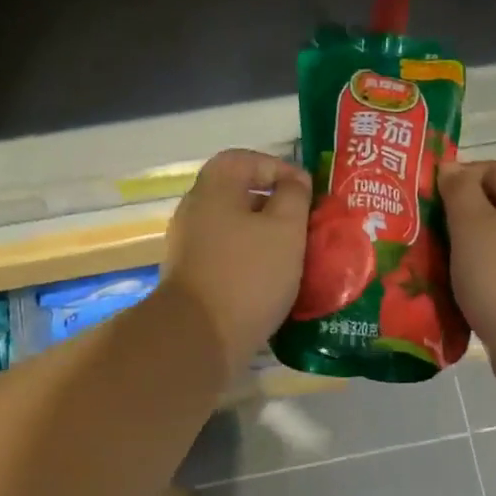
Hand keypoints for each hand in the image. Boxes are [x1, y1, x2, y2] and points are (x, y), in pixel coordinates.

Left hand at [163, 149, 312, 377]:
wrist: (200, 336)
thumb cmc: (248, 274)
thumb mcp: (285, 229)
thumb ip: (294, 197)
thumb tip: (294, 181)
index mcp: (213, 190)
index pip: (243, 159)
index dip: (277, 167)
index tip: (306, 191)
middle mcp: (195, 212)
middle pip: (237, 194)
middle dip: (274, 205)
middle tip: (304, 223)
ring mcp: (189, 247)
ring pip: (233, 228)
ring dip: (264, 237)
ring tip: (294, 254)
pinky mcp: (192, 278)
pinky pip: (227, 256)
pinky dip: (250, 261)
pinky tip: (272, 281)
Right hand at [437, 160, 495, 366]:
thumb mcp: (471, 225)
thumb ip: (459, 190)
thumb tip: (452, 167)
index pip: (492, 169)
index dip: (457, 179)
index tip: (428, 202)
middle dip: (460, 214)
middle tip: (426, 231)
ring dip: (468, 244)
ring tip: (436, 258)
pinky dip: (483, 268)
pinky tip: (459, 283)